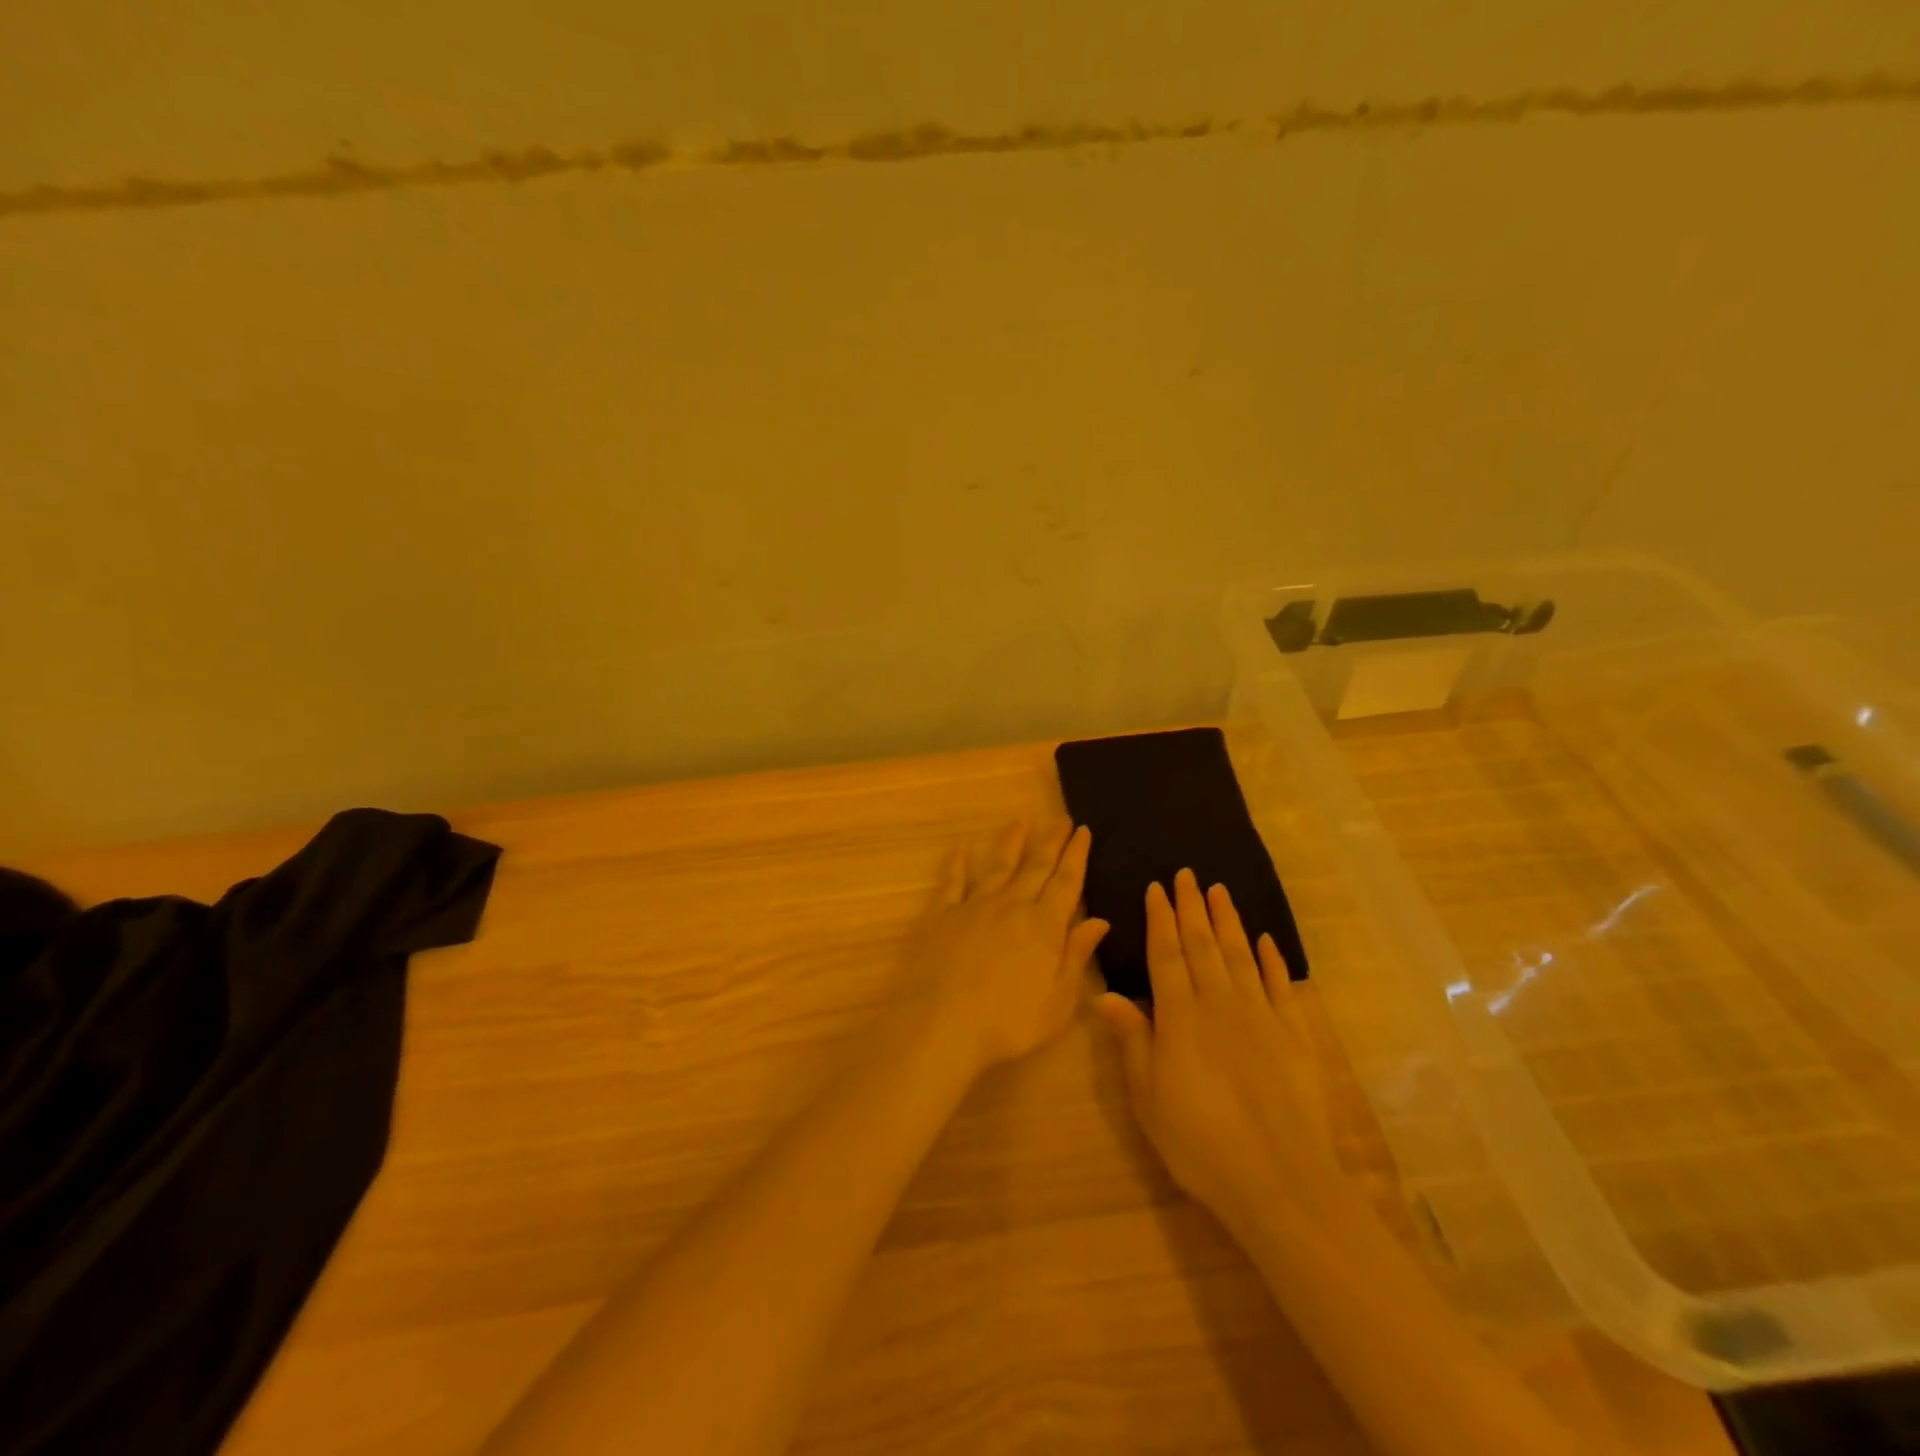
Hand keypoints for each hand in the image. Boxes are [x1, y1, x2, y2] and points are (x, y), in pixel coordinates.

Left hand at [908, 820, 1109, 1073]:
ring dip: (1011, 843)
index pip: (1066, 882)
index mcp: (1044, 925)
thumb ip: (1077, 956)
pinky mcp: (942, 915)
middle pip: (1035, 867)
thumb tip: (1099, 920)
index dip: (1076, 855)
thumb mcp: (1058, 1001)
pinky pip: (952, 882)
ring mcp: (974, 906)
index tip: (1083, 830)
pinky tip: (962, 849)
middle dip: (1050, 841)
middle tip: (1060, 818)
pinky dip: (958, 864)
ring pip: (998, 866)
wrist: (942, 1023)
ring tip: (1020, 821)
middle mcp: (1011, 906)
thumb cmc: (1008, 1022)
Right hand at [1096, 870, 1333, 1229]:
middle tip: (1187, 874)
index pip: (1166, 955)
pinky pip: (1281, 987)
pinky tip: (1265, 941)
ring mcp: (1261, 1016)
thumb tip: (1104, 994)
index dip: (1160, 919)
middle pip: (1203, 945)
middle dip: (1192, 907)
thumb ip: (1131, 1040)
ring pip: (1240, 956)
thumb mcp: (1148, 1096)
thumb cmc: (1200, 1142)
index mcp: (1180, 1016)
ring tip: (1220, 891)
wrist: (1280, 1180)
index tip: (1157, 888)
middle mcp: (1220, 1004)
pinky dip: (1272, 960)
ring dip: (1229, 921)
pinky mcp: (1295, 1036)